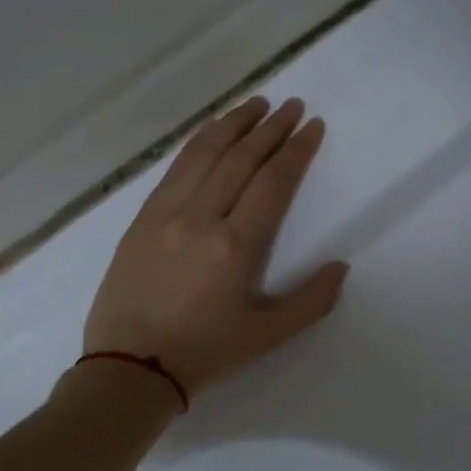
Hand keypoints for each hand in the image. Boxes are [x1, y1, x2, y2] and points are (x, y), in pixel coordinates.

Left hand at [82, 96, 348, 395]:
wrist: (130, 367)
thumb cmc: (206, 352)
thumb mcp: (268, 335)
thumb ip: (311, 301)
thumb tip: (340, 266)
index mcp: (235, 246)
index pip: (272, 182)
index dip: (296, 150)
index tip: (313, 126)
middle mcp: (200, 218)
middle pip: (240, 159)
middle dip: (270, 128)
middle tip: (292, 106)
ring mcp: (165, 214)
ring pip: (203, 154)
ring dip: (233, 124)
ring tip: (256, 103)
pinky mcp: (142, 219)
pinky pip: (174, 168)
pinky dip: (197, 143)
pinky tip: (211, 132)